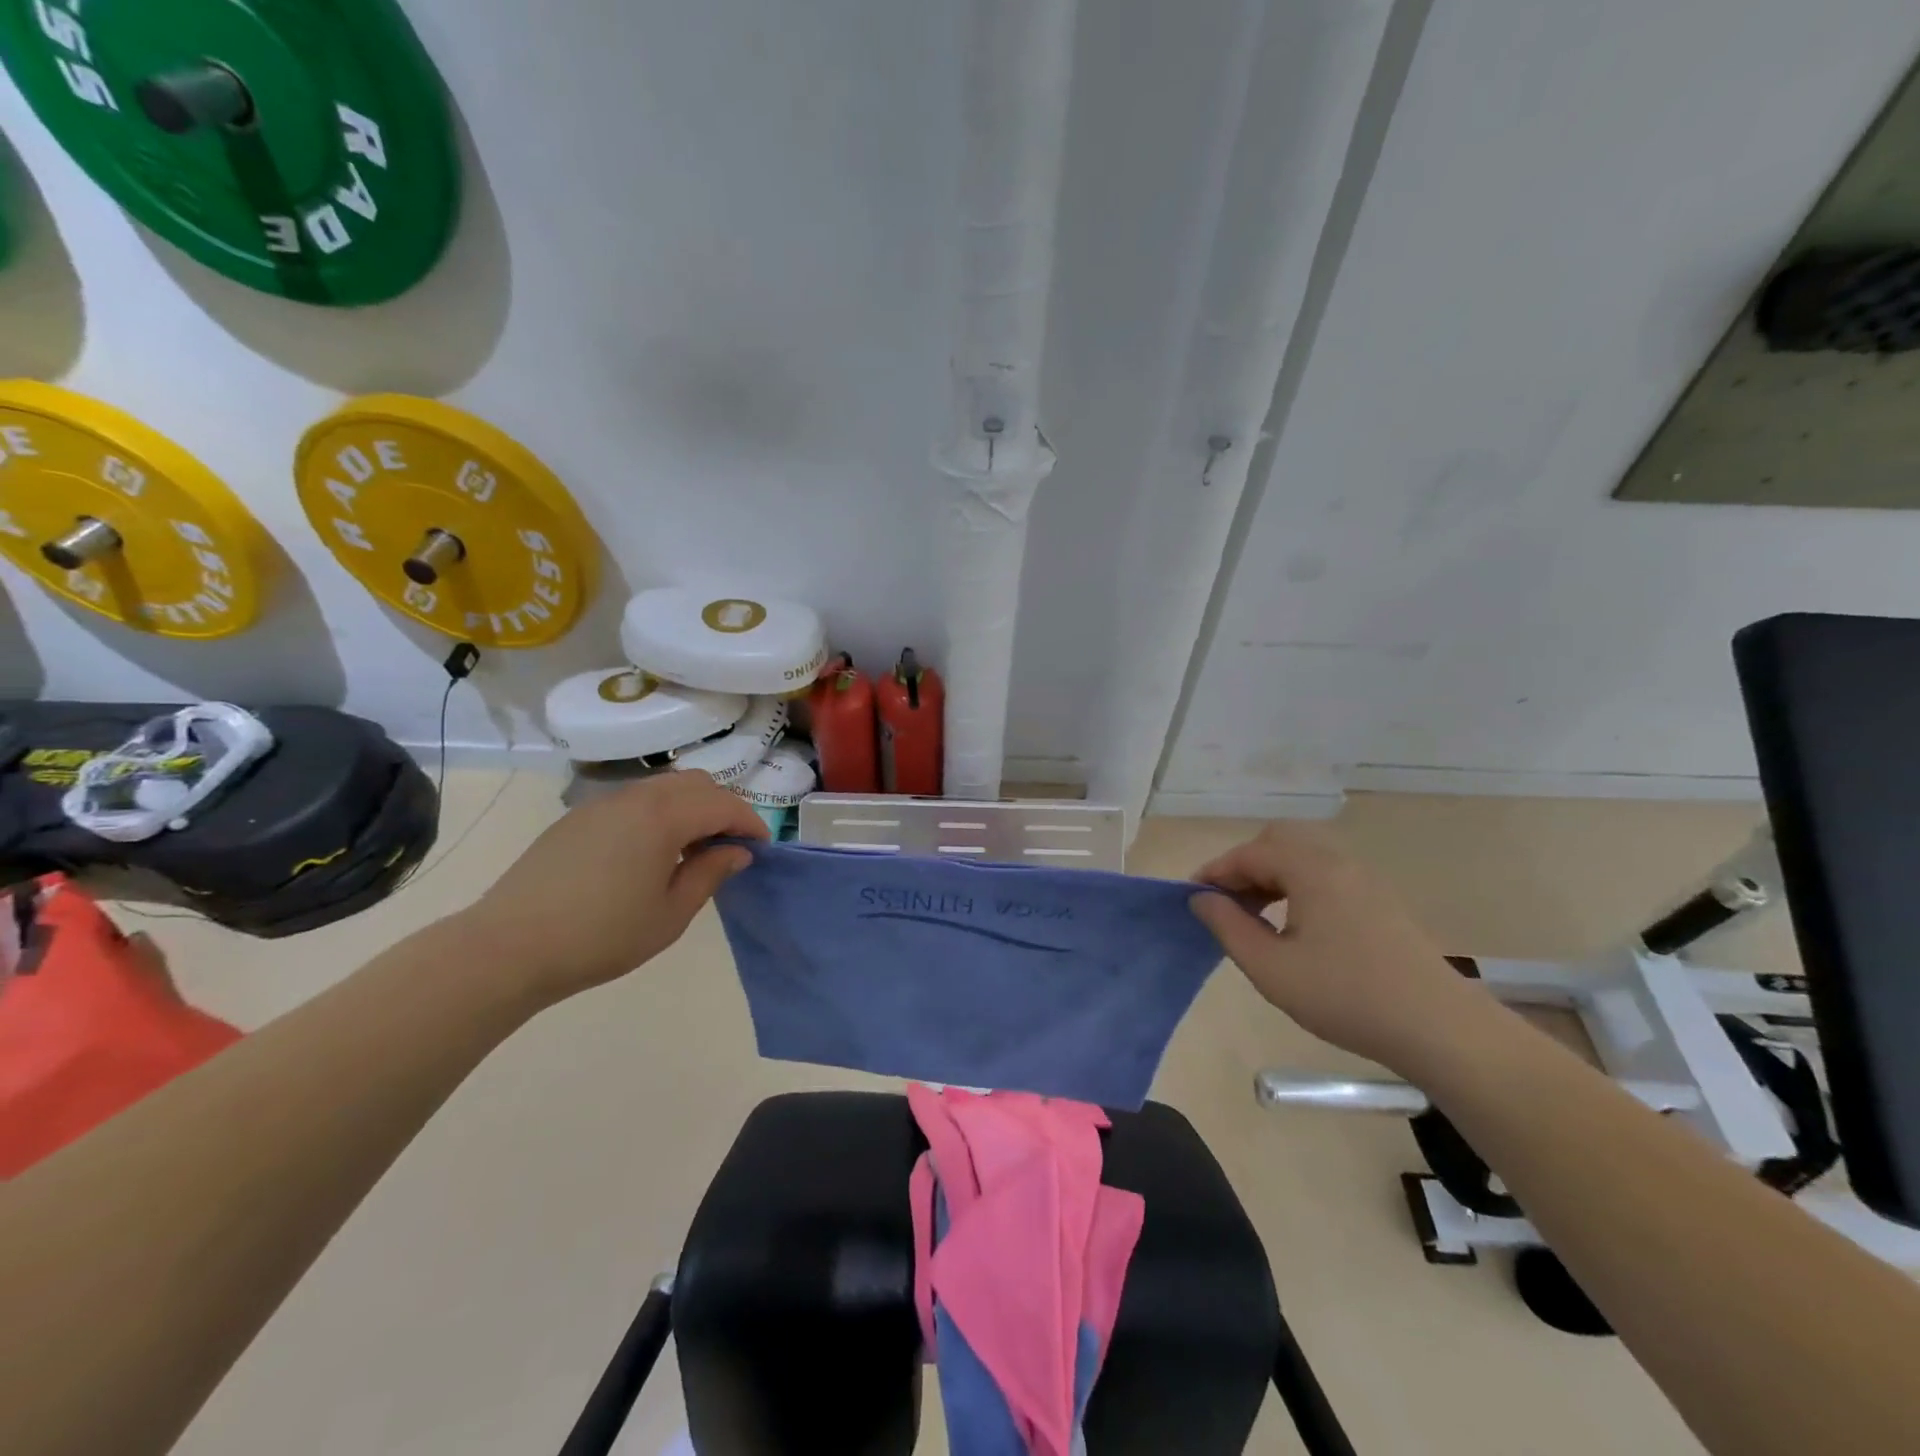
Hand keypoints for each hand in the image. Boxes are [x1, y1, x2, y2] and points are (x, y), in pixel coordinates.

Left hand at [455, 772, 767, 1006]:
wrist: (508, 947)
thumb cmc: (601, 936)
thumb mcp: (670, 914)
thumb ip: (710, 874)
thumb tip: (737, 852)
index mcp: (664, 816)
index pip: (724, 804)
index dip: (750, 823)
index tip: (762, 848)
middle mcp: (636, 797)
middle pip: (696, 783)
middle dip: (723, 808)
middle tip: (728, 847)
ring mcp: (602, 803)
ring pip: (664, 787)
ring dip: (690, 808)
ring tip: (691, 850)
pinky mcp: (578, 817)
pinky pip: (634, 800)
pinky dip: (659, 813)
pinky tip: (649, 853)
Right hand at [1189, 822, 1493, 1074]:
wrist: (1440, 1029)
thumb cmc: (1346, 997)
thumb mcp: (1271, 969)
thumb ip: (1228, 927)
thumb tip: (1202, 898)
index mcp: (1310, 869)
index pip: (1249, 854)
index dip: (1214, 872)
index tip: (1191, 898)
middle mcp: (1338, 862)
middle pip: (1279, 840)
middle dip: (1245, 865)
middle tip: (1227, 902)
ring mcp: (1365, 879)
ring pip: (1304, 855)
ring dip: (1272, 874)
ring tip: (1255, 916)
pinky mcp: (1381, 901)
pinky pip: (1326, 873)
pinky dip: (1298, 884)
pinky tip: (1294, 925)